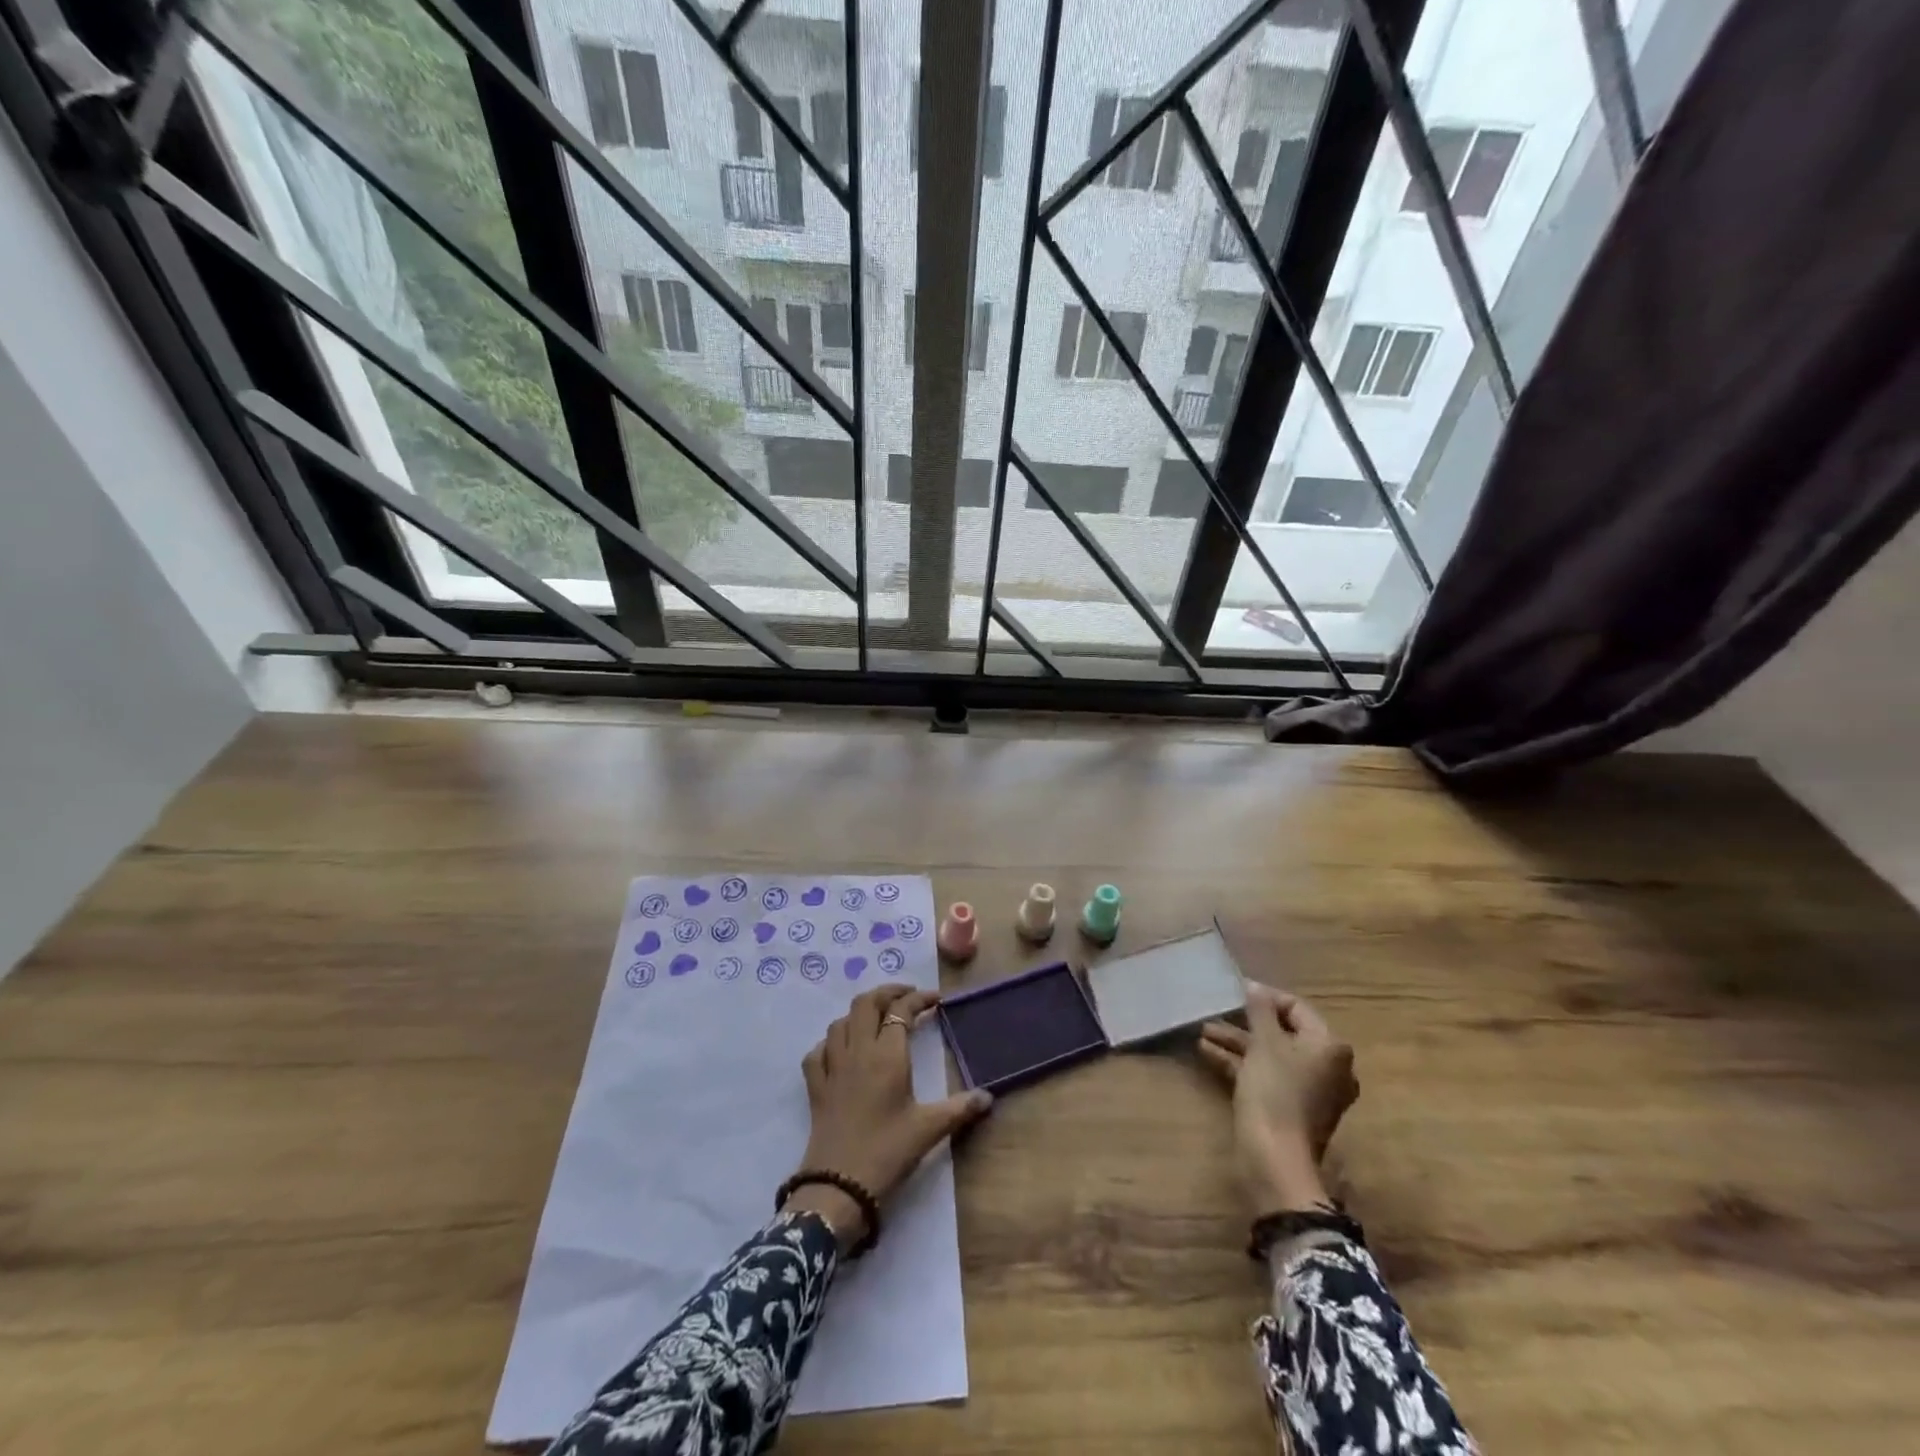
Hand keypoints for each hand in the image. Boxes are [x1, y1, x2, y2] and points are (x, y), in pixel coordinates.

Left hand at [787, 984, 993, 1249]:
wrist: (838, 1187)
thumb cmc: (887, 1152)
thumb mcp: (929, 1129)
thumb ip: (959, 1109)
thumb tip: (988, 1097)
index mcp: (887, 1055)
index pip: (901, 1011)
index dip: (919, 999)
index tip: (936, 999)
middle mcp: (857, 1052)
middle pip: (865, 1004)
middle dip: (886, 993)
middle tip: (907, 998)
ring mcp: (832, 1068)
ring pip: (840, 1023)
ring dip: (859, 1014)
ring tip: (877, 1020)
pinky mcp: (816, 1088)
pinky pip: (818, 1052)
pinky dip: (830, 1043)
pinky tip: (840, 1051)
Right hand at [1197, 985, 1358, 1215]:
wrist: (1274, 1159)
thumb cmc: (1274, 1091)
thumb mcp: (1264, 1043)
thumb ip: (1259, 1010)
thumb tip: (1254, 986)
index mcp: (1329, 1046)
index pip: (1296, 1008)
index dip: (1264, 997)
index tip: (1233, 992)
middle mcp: (1327, 1066)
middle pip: (1283, 1032)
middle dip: (1245, 1023)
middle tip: (1215, 1013)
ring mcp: (1311, 1090)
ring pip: (1271, 1055)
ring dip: (1238, 1043)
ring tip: (1203, 1032)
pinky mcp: (1292, 1108)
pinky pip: (1267, 1075)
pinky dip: (1242, 1064)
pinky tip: (1208, 1053)